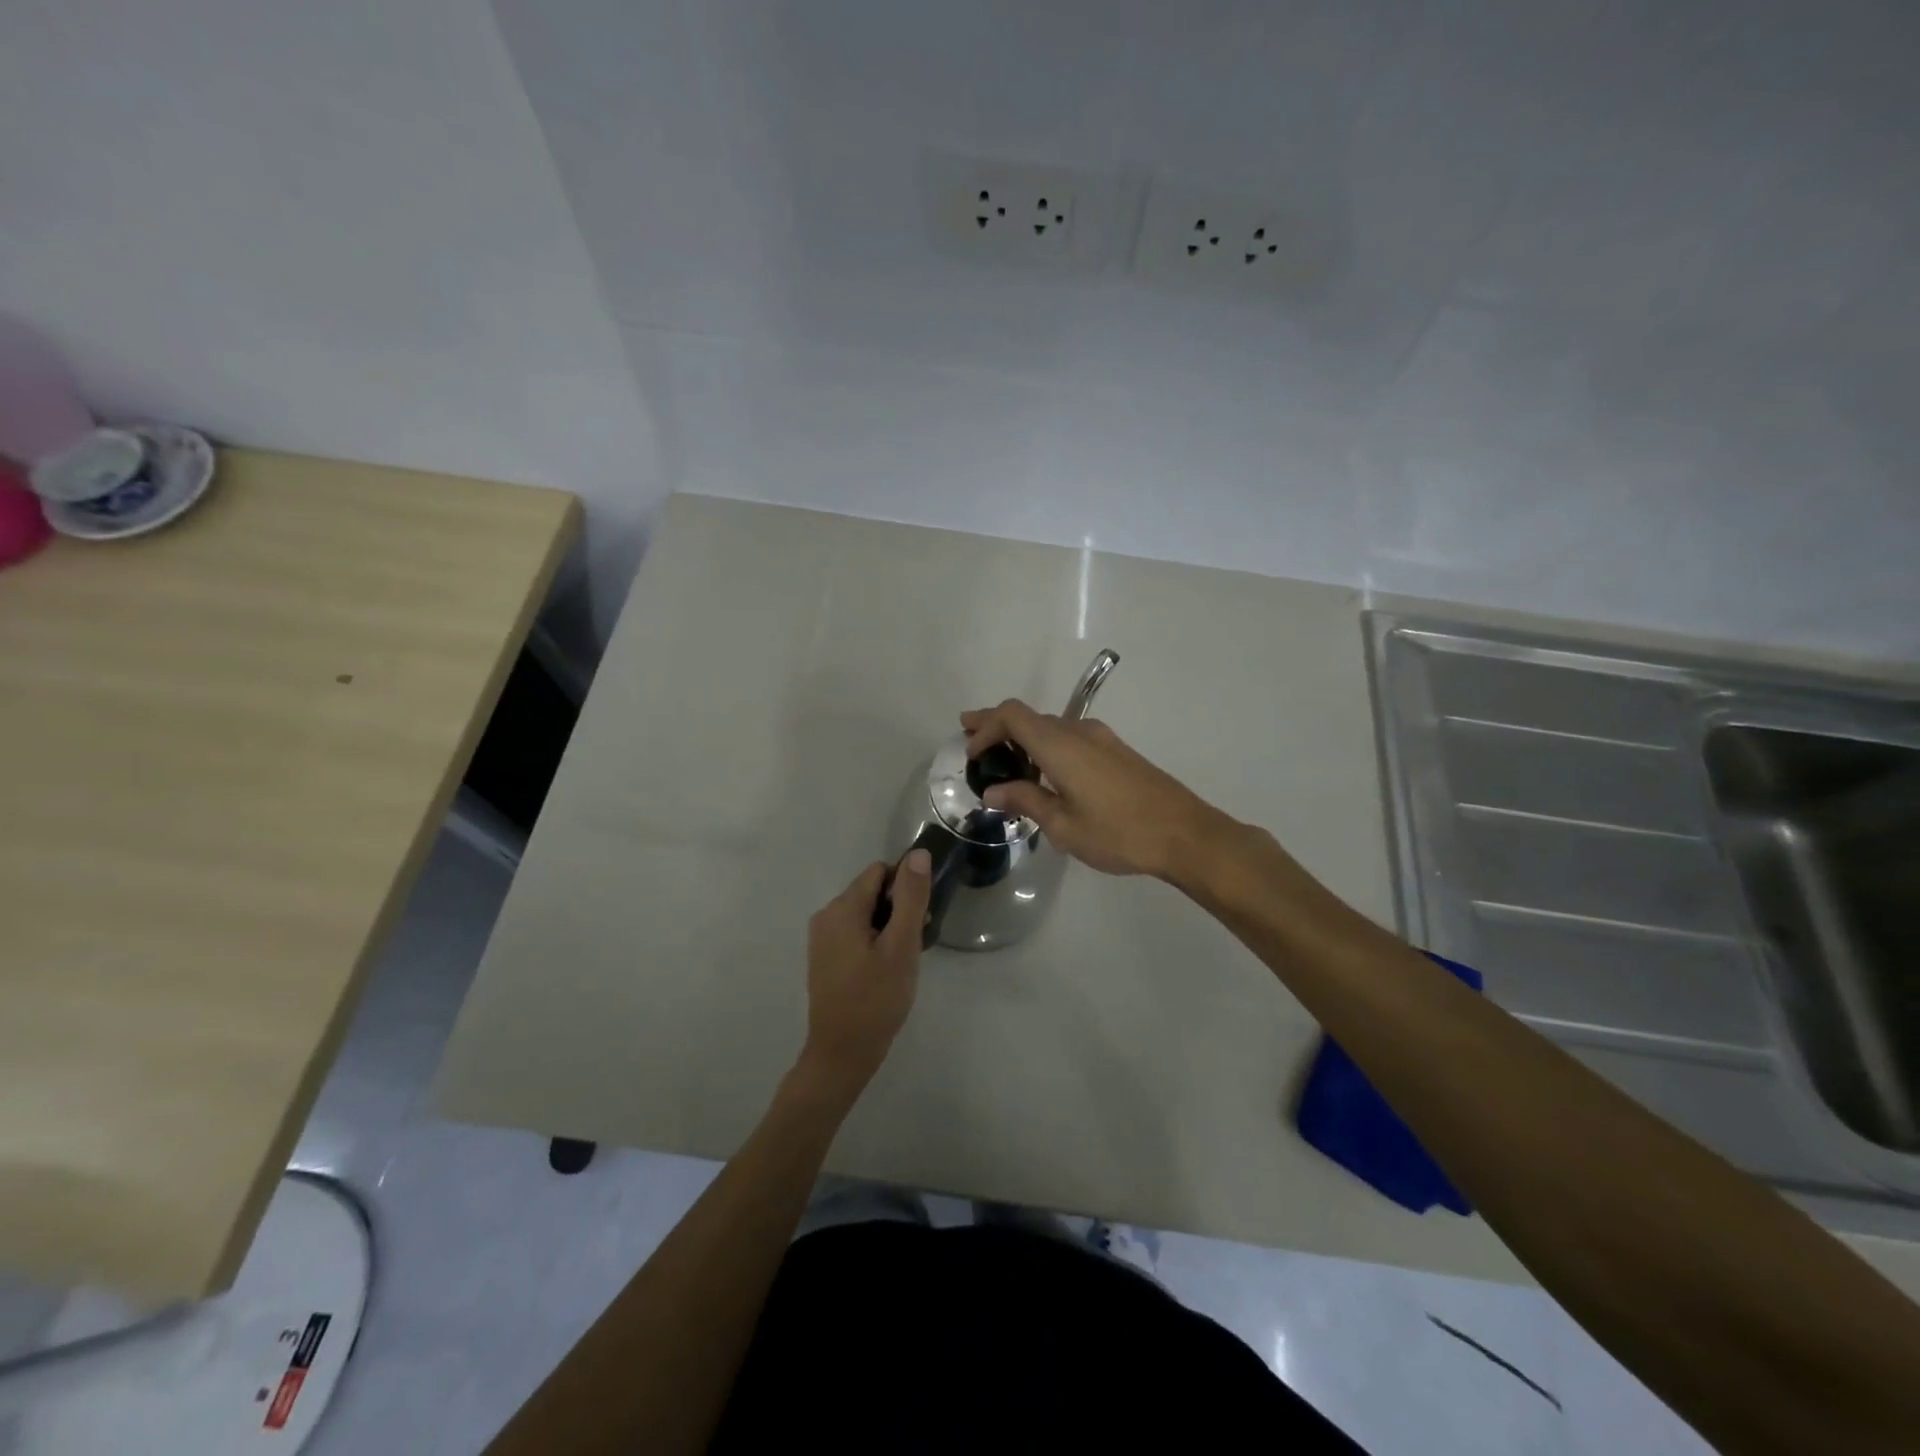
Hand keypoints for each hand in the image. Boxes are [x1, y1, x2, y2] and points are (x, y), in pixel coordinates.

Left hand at [797, 849, 931, 1097]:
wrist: (841, 1054)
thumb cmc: (876, 999)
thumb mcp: (901, 946)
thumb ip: (910, 897)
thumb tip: (917, 854)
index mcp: (842, 908)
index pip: (880, 872)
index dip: (905, 888)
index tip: (920, 918)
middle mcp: (826, 915)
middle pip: (871, 892)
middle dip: (897, 909)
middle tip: (914, 945)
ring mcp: (822, 938)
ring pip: (864, 914)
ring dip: (887, 928)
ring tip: (901, 962)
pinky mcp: (824, 958)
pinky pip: (854, 933)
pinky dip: (873, 942)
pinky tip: (884, 971)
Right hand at [959, 700, 1227, 880]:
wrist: (1185, 834)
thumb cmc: (1119, 833)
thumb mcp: (1064, 825)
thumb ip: (1026, 801)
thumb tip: (993, 791)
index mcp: (1060, 745)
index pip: (1012, 715)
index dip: (986, 726)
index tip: (971, 751)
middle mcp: (1079, 732)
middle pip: (1029, 716)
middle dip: (997, 726)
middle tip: (971, 738)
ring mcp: (1101, 738)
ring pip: (1051, 726)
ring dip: (1023, 737)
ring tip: (1003, 760)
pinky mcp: (1116, 751)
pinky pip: (1070, 737)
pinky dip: (1046, 745)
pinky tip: (1044, 771)